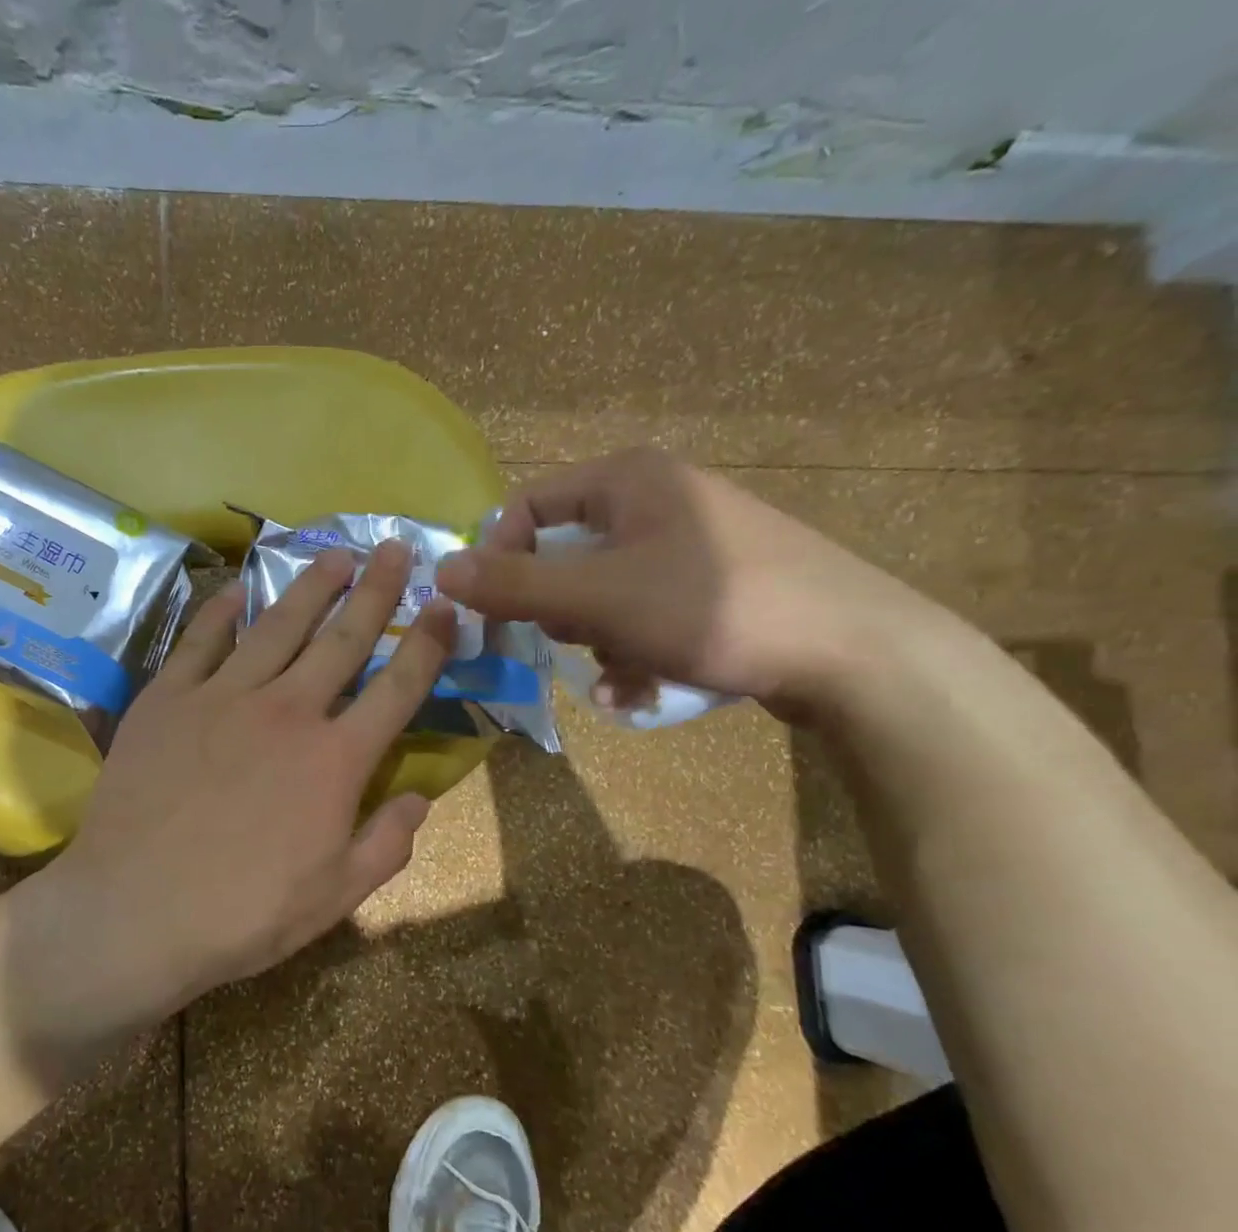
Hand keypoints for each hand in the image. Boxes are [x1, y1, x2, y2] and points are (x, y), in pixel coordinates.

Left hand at [10, 540, 455, 1068]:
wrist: (134, 911)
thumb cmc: (243, 913)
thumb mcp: (336, 896)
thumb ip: (387, 843)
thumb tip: (418, 798)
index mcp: (335, 759)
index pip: (398, 688)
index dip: (428, 643)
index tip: (445, 605)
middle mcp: (287, 711)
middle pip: (343, 639)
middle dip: (376, 590)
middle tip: (395, 547)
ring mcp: (222, 698)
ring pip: (278, 626)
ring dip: (311, 586)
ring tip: (334, 554)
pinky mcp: (166, 699)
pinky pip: (199, 642)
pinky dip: (221, 612)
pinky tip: (238, 590)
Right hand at [434, 447, 930, 713]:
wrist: (852, 651)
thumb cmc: (713, 608)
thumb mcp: (599, 597)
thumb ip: (514, 584)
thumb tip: (440, 571)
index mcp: (628, 479)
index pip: (528, 506)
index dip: (500, 556)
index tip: (495, 608)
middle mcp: (656, 499)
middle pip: (564, 553)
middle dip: (559, 608)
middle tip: (577, 638)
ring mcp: (688, 544)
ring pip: (600, 592)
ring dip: (595, 639)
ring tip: (621, 671)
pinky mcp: (711, 585)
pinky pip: (642, 612)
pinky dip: (631, 650)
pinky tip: (642, 688)